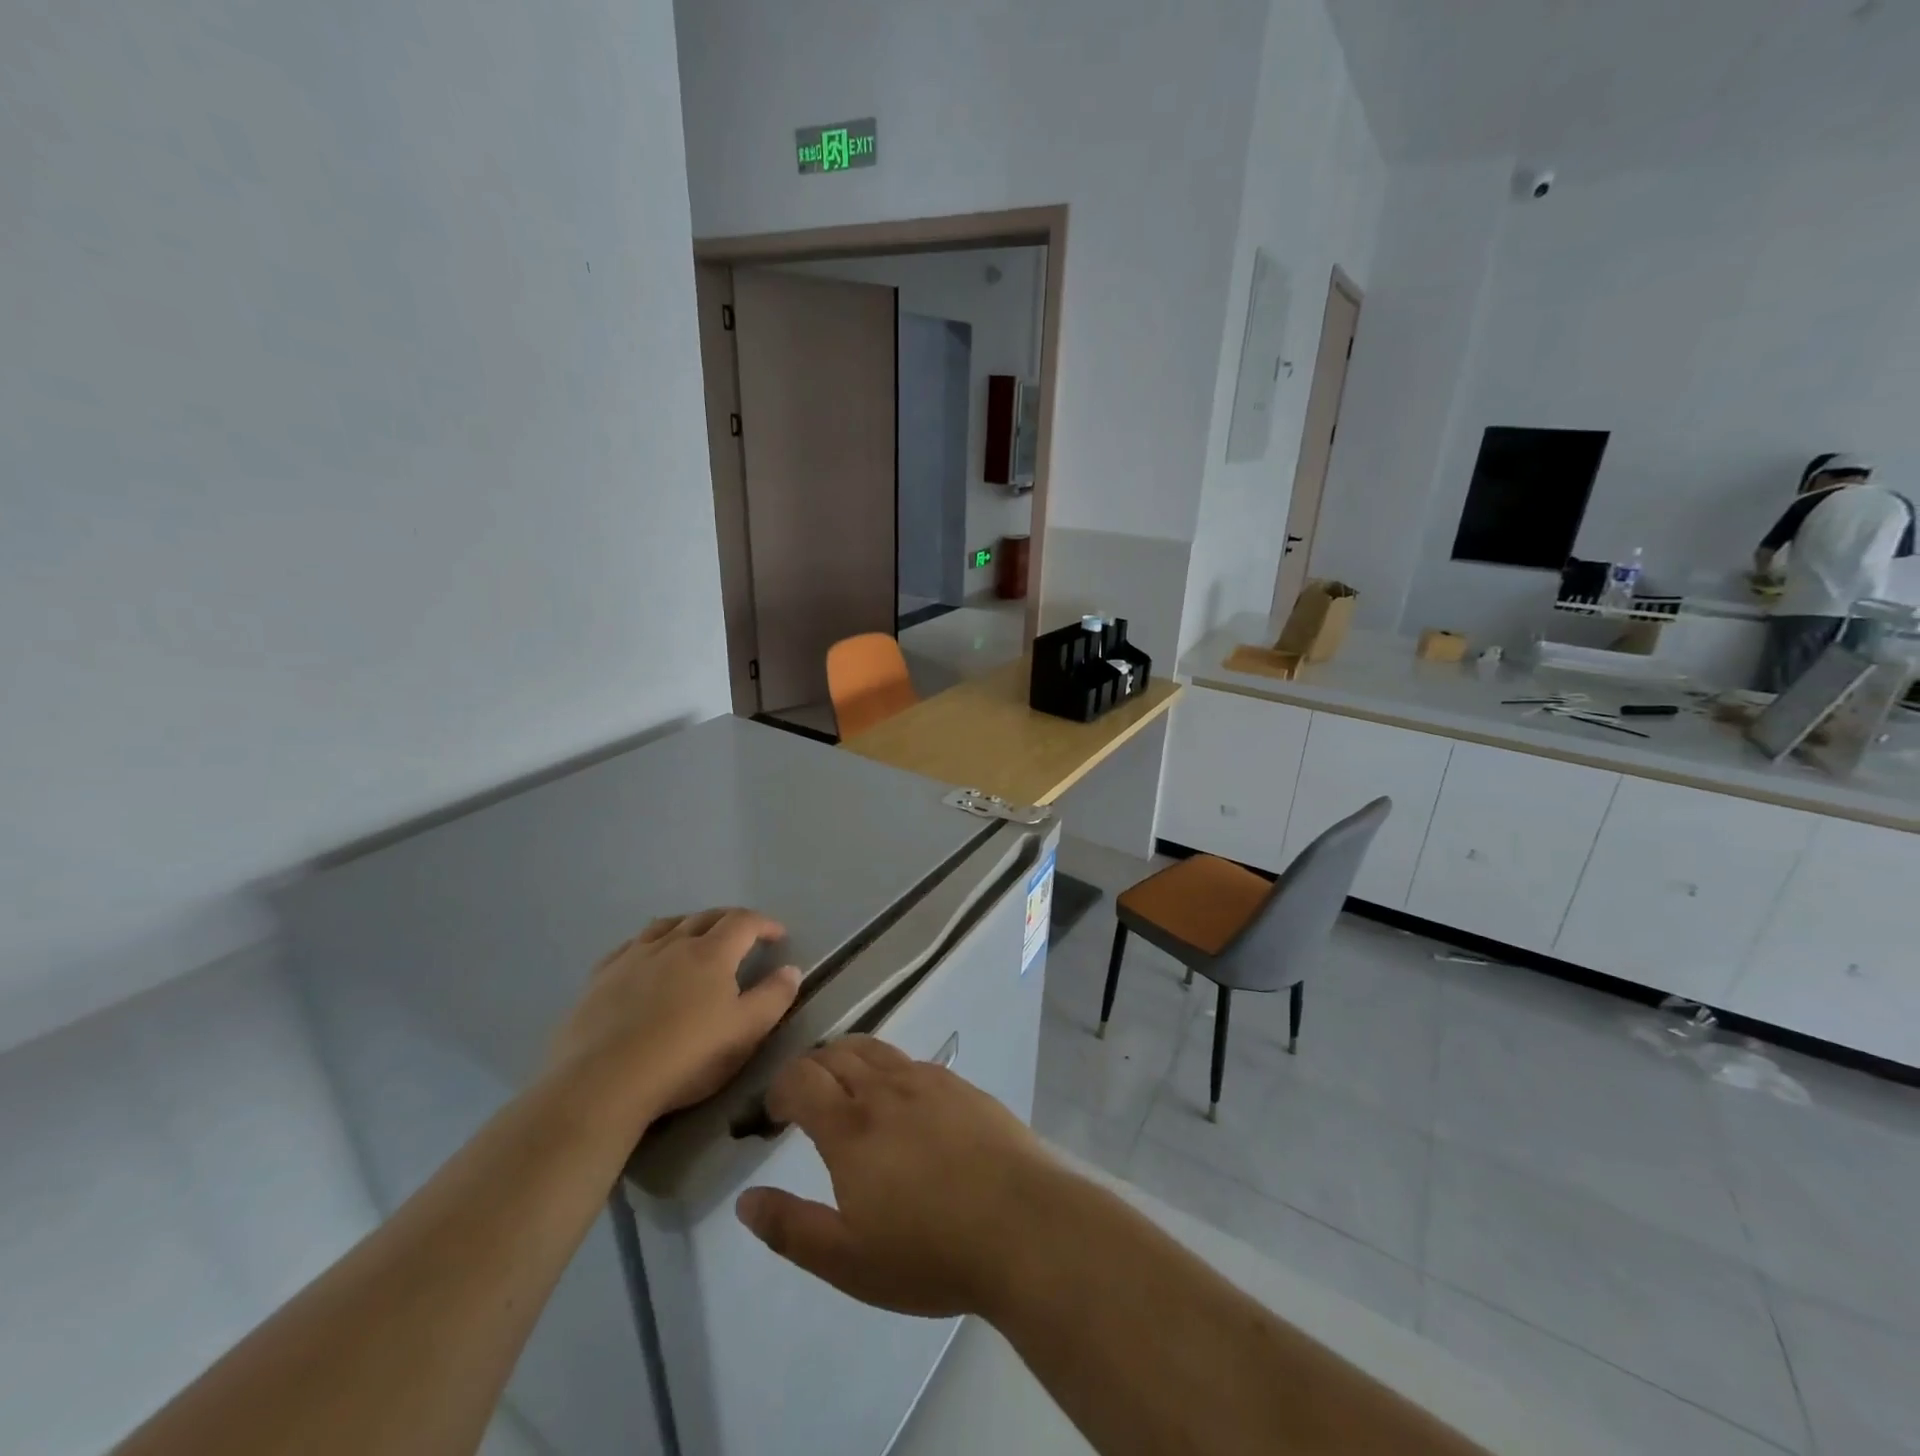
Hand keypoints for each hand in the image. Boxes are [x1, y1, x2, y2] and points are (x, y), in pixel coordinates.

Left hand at [548, 909, 800, 1127]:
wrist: (603, 1083)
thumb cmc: (685, 1058)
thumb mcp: (744, 1033)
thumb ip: (773, 998)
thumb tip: (791, 969)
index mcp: (712, 953)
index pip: (744, 922)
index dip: (765, 924)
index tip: (778, 935)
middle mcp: (673, 943)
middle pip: (707, 917)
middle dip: (730, 920)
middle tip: (743, 935)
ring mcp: (633, 957)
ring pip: (667, 925)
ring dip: (689, 925)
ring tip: (696, 938)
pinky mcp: (601, 977)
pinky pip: (630, 946)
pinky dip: (649, 943)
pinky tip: (646, 958)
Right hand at [734, 1036, 1062, 1318]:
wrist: (1022, 1224)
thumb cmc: (930, 1251)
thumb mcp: (848, 1260)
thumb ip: (791, 1228)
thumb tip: (746, 1201)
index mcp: (851, 1126)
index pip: (801, 1079)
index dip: (779, 1089)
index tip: (774, 1114)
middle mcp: (885, 1089)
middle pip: (836, 1053)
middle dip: (810, 1069)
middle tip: (804, 1099)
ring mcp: (927, 1081)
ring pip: (874, 1048)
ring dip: (848, 1058)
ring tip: (846, 1087)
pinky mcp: (960, 1085)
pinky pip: (910, 1061)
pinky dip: (888, 1068)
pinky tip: (900, 1100)